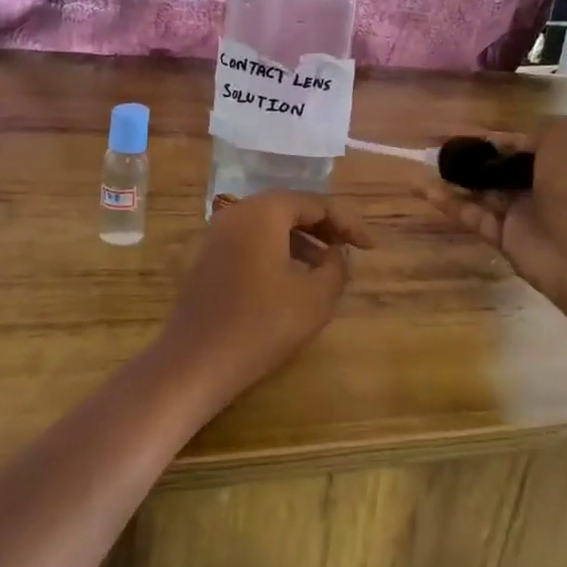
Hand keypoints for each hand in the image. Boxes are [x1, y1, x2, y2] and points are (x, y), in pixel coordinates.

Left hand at [161, 190, 373, 408]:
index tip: (370, 248)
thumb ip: (337, 267)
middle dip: (324, 228)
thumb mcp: (315, 298)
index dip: (348, 224)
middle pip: (290, 209)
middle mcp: (237, 212)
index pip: (316, 204)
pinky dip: (278, 251)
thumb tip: (336, 254)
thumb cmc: (261, 325)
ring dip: (302, 241)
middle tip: (350, 250)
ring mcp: (217, 234)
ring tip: (327, 267)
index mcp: (264, 211)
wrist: (195, 361)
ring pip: (270, 226)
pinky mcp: (208, 258)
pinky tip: (293, 278)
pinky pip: (252, 242)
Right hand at [417, 116, 566, 329]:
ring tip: (423, 165)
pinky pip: (472, 215)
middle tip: (437, 149)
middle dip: (471, 158)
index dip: (493, 137)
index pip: (521, 142)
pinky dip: (448, 203)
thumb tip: (504, 141)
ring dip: (454, 178)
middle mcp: (542, 183)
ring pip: (481, 191)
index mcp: (562, 158)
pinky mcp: (503, 237)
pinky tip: (422, 189)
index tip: (460, 131)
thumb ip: (535, 129)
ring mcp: (521, 212)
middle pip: (498, 167)